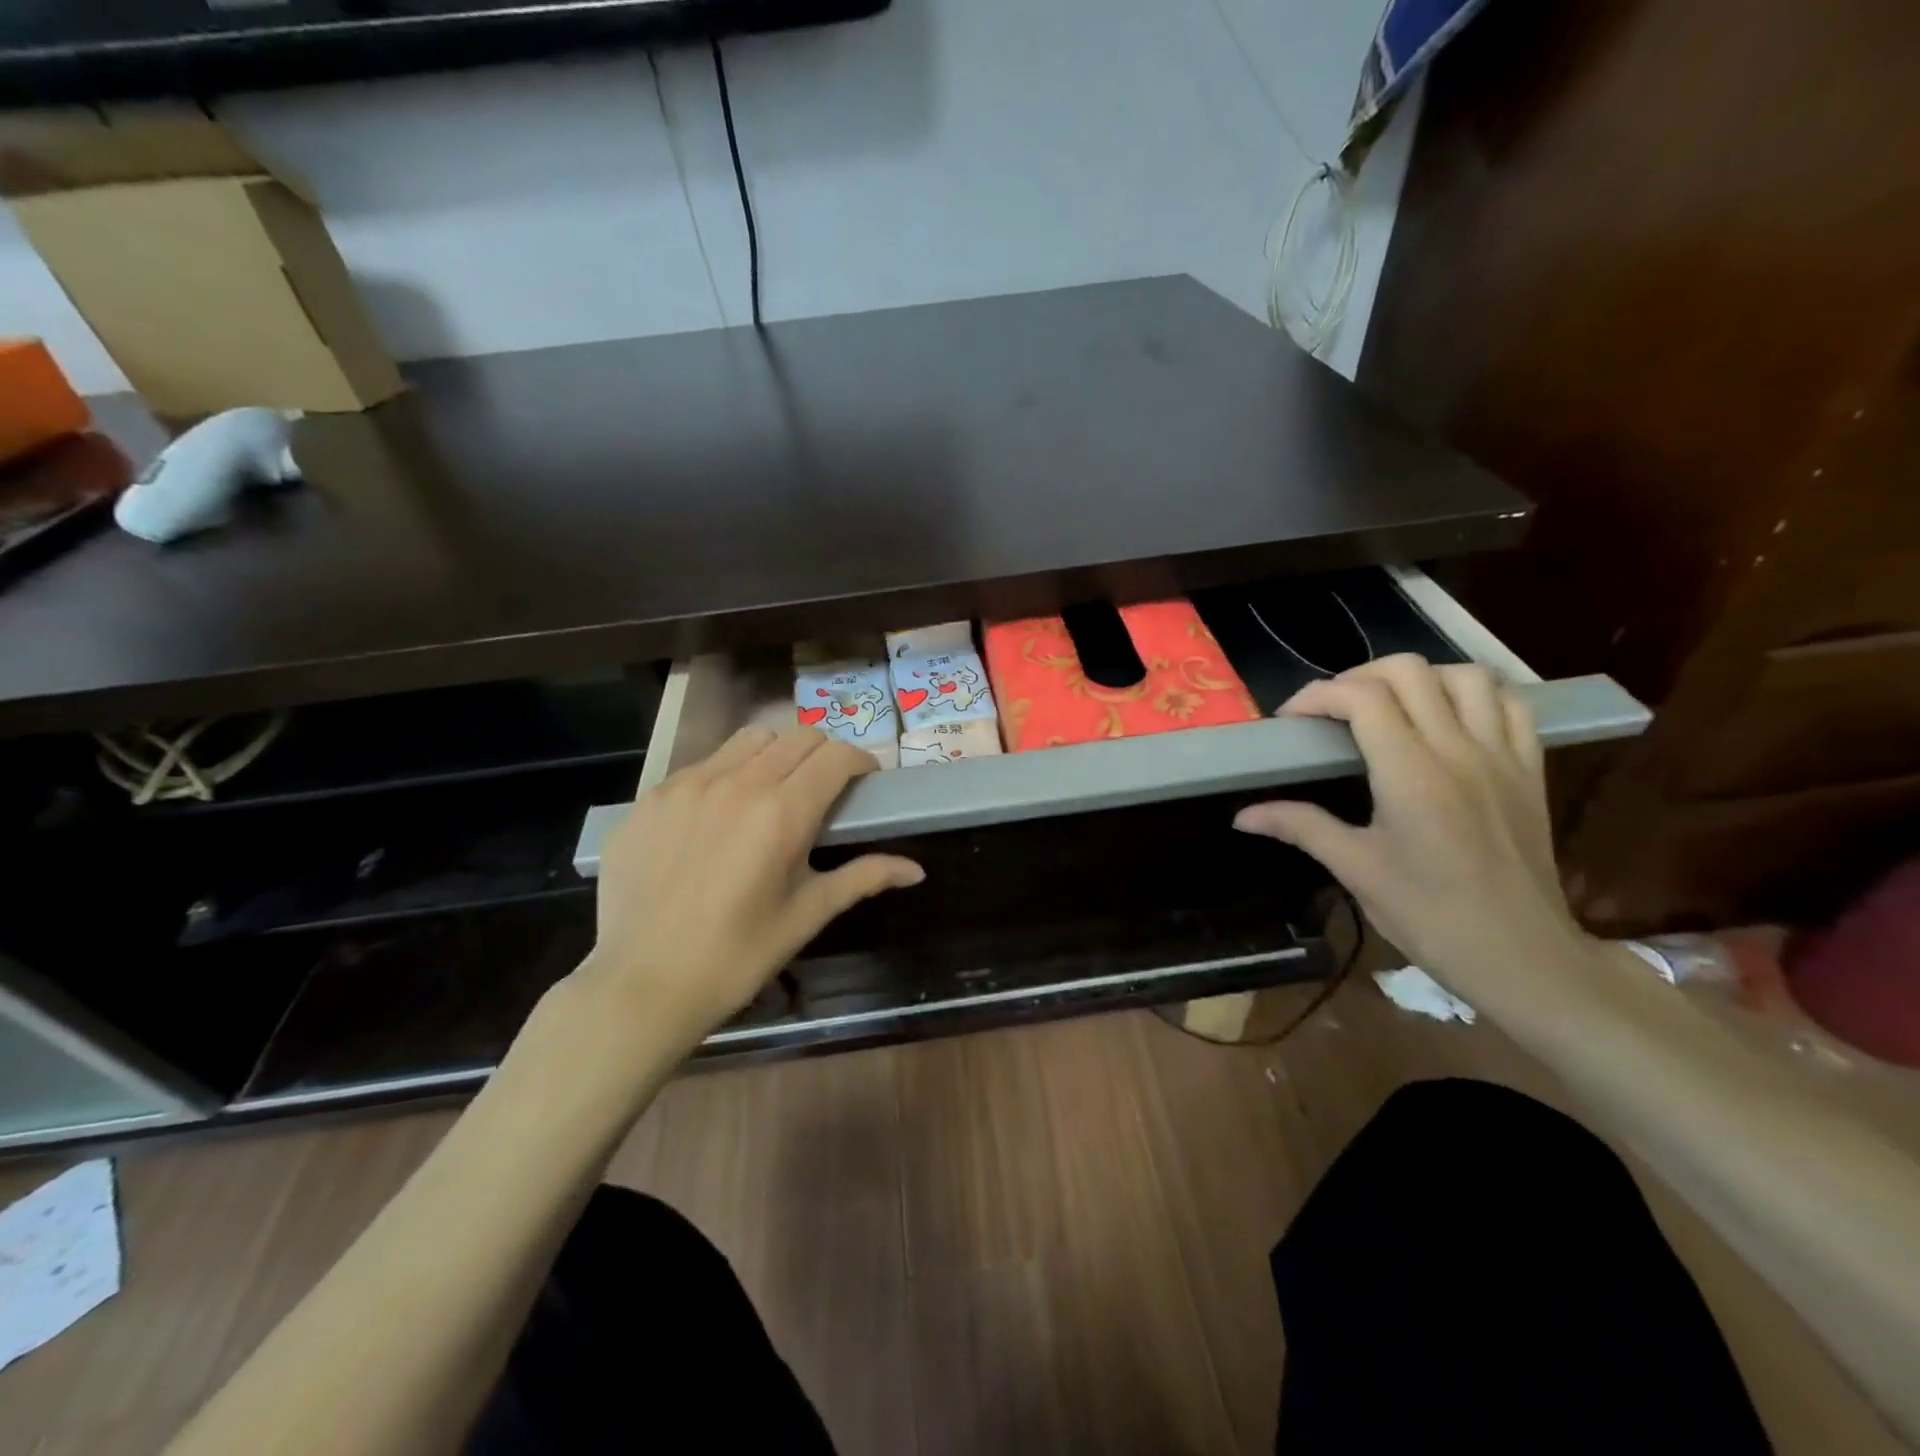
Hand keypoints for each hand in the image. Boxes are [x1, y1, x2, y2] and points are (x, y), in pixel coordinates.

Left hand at [569, 726, 923, 1054]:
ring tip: (773, 792)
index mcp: (782, 813)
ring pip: (749, 740)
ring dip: (775, 754)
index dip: (861, 762)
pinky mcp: (652, 797)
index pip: (836, 756)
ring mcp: (688, 785)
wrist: (642, 985)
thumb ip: (863, 878)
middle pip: (798, 737)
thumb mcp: (806, 916)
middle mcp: (737, 783)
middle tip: (825, 789)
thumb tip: (916, 870)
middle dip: (823, 754)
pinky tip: (720, 816)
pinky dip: (727, 774)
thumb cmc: (737, 956)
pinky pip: (703, 764)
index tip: (865, 783)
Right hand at [1234, 655, 1605, 1010]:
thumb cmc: (1429, 916)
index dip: (1318, 695)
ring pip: (1464, 675)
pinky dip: (1475, 694)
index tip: (1292, 720)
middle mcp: (1458, 750)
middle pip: (1409, 671)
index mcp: (1411, 774)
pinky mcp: (1530, 769)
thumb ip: (1300, 827)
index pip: (1362, 698)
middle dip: (1358, 677)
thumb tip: (1243, 815)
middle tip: (1332, 710)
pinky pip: (1511, 704)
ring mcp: (1502, 755)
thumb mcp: (1356, 870)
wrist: (1521, 956)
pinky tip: (1450, 716)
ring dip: (1419, 678)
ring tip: (1390, 705)